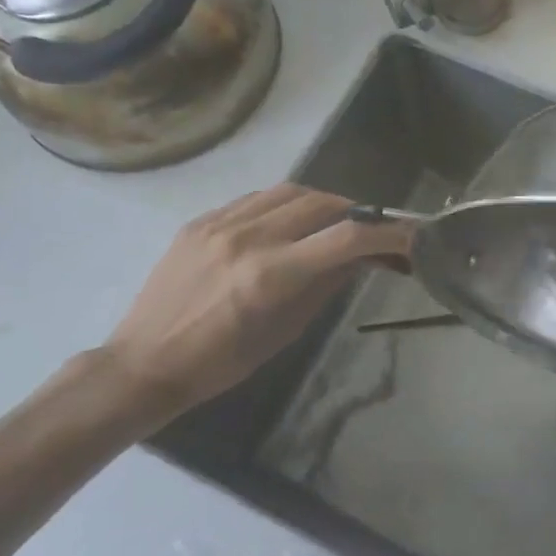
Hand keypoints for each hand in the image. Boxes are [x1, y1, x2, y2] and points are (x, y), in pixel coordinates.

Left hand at [101, 184, 408, 425]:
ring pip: (289, 191)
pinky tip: (287, 223)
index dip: (389, 234)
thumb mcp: (285, 331)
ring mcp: (220, 224)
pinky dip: (283, 205)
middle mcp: (248, 238)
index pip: (347, 238)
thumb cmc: (221, 363)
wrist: (144, 363)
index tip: (411, 237)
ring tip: (334, 221)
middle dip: (357, 213)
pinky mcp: (200, 221)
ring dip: (323, 202)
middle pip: (322, 203)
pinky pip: (255, 199)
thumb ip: (325, 286)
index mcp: (272, 275)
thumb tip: (360, 257)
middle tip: (372, 230)